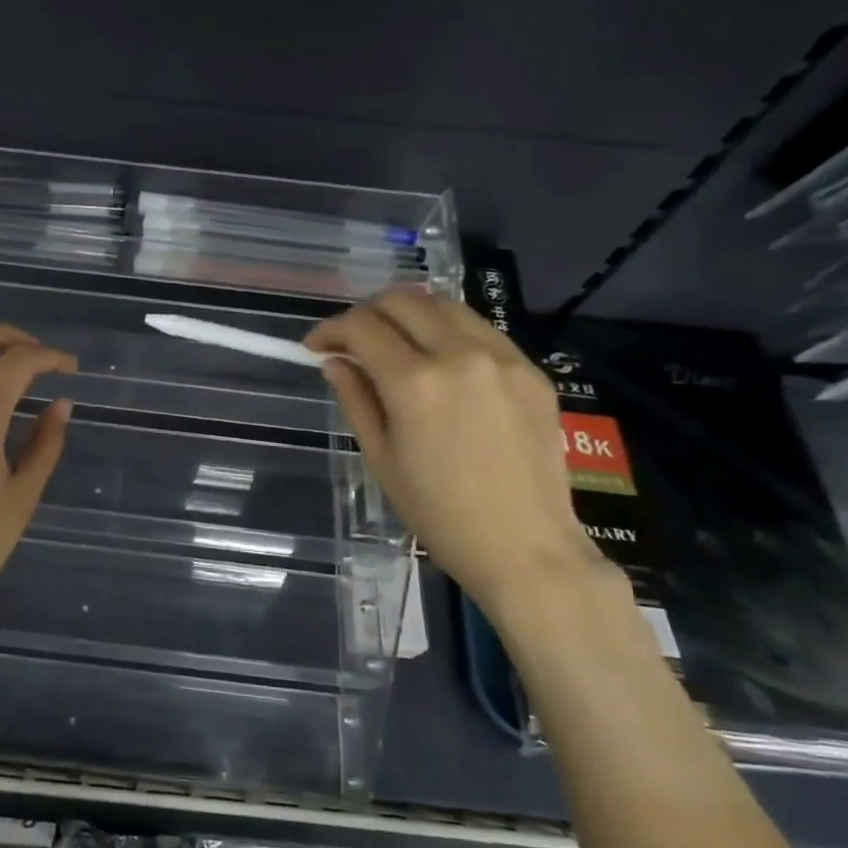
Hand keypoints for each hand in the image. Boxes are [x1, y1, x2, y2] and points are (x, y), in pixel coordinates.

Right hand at [307, 288, 608, 614]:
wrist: (524, 546)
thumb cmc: (438, 514)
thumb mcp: (381, 459)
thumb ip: (356, 399)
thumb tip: (335, 362)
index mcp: (416, 383)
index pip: (362, 327)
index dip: (330, 329)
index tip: (316, 346)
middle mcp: (461, 355)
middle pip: (403, 300)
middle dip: (367, 311)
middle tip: (351, 339)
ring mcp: (503, 358)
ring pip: (445, 305)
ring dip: (409, 313)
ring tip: (393, 341)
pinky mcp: (531, 371)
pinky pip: (481, 330)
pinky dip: (448, 331)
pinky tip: (439, 361)